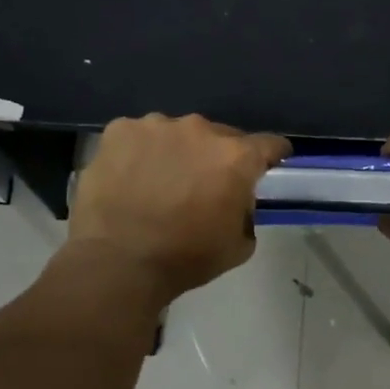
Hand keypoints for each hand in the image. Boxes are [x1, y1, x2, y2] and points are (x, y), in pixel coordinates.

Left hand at [70, 114, 291, 299]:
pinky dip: (139, 152)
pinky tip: (129, 178)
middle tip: (203, 184)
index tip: (268, 164)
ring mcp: (156, 126)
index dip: (272, 155)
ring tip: (160, 182)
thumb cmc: (184, 258)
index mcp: (235, 157)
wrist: (117, 262)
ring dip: (177, 152)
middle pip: (220, 136)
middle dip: (217, 157)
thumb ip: (246, 212)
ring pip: (177, 134)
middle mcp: (200, 130)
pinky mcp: (119, 130)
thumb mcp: (238, 246)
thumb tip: (237, 201)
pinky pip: (139, 137)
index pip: (269, 144)